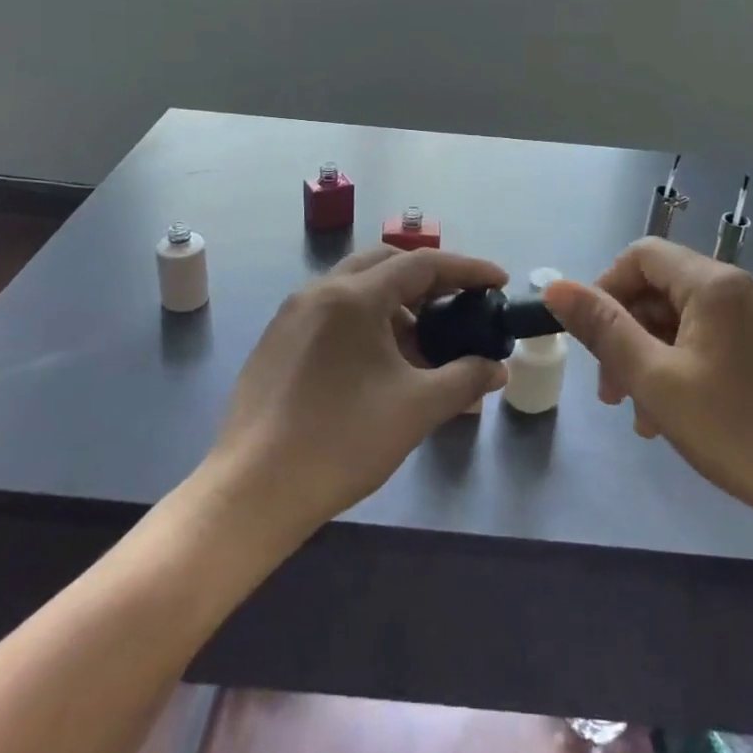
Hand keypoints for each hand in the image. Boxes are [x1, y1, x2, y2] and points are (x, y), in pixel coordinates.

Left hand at [204, 247, 508, 539]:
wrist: (254, 489)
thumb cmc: (343, 441)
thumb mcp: (417, 409)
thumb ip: (465, 379)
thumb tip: (496, 368)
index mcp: (354, 296)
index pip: (422, 263)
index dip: (467, 269)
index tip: (498, 281)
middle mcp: (320, 291)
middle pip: (386, 263)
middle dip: (429, 278)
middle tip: (460, 303)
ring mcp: (292, 314)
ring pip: (356, 287)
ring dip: (396, 302)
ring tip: (423, 342)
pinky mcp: (277, 340)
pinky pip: (333, 311)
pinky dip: (366, 319)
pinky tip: (379, 362)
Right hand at [544, 240, 752, 542]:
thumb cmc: (739, 431)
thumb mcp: (655, 380)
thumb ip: (602, 328)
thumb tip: (555, 287)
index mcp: (714, 283)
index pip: (641, 255)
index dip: (605, 289)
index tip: (591, 342)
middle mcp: (742, 286)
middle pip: (662, 288)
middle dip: (627, 333)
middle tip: (611, 391)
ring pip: (686, 318)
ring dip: (652, 355)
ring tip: (642, 415)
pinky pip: (714, 338)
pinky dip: (685, 364)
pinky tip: (677, 414)